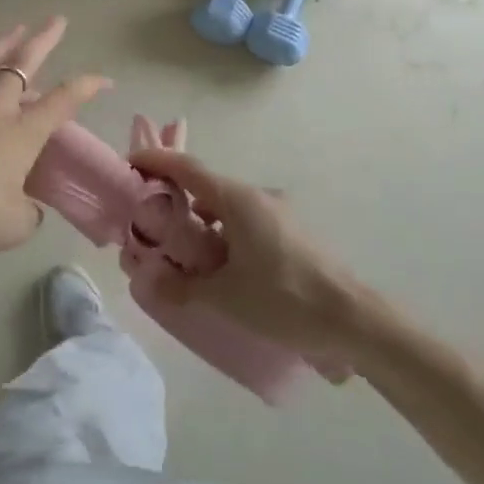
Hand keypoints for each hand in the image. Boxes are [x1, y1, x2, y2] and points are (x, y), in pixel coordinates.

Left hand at [0, 18, 109, 258]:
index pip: (62, 101)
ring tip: (14, 30)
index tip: (104, 80)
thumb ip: (28, 210)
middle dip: (42, 41)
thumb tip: (27, 204)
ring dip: (0, 46)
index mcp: (21, 134)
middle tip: (56, 21)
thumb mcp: (16, 225)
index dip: (86, 87)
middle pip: (21, 66)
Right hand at [131, 147, 367, 371]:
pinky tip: (221, 271)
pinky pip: (245, 224)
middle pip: (204, 187)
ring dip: (200, 224)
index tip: (129, 166)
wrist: (354, 321)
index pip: (186, 167)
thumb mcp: (225, 297)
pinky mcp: (291, 234)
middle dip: (173, 201)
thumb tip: (146, 280)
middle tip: (148, 224)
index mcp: (237, 199)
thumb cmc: (285, 299)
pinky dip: (224, 236)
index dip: (155, 162)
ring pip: (226, 208)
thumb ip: (181, 286)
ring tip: (182, 256)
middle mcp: (257, 196)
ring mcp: (277, 214)